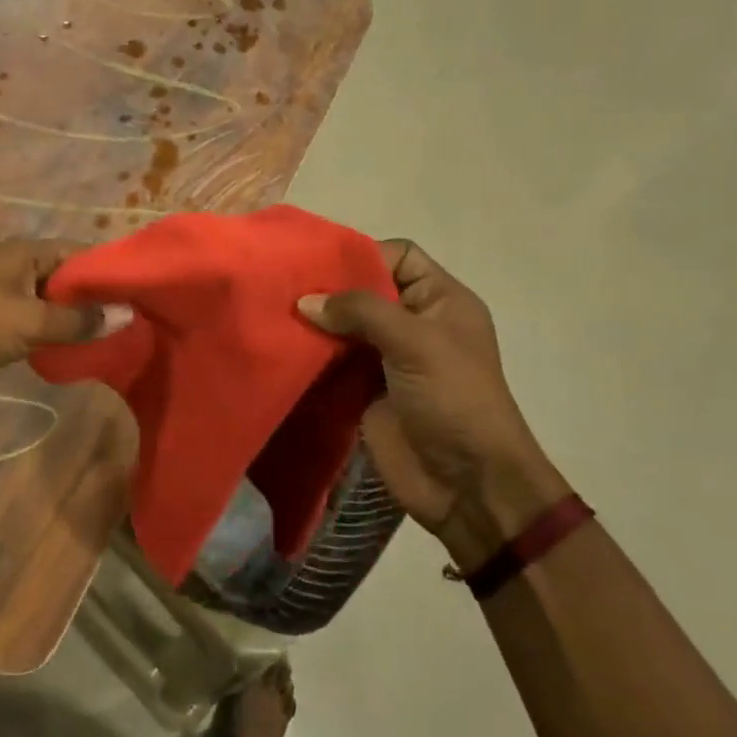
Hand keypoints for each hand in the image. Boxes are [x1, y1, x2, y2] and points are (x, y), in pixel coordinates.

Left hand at [0, 239, 129, 395]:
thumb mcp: (30, 321)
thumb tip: (126, 315)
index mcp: (27, 252)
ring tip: (106, 340)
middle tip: (129, 324)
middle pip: (67, 278)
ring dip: (72, 320)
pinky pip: (32, 320)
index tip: (139, 297)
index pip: (80, 253)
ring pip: (50, 302)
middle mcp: (16, 265)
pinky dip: (50, 332)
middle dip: (94, 301)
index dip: (109, 273)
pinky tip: (70, 351)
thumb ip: (78, 321)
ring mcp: (2, 292)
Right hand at [300, 240, 568, 569]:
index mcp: (440, 301)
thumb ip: (360, 311)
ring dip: (314, 323)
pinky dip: (310, 355)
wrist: (465, 483)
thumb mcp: (415, 343)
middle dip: (327, 288)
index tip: (316, 261)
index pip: (398, 257)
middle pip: (364, 290)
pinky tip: (281, 346)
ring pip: (343, 326)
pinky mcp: (363, 390)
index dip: (361, 253)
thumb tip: (305, 301)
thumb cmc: (453, 400)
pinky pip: (332, 362)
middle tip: (281, 285)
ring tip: (271, 312)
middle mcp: (413, 324)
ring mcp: (386, 358)